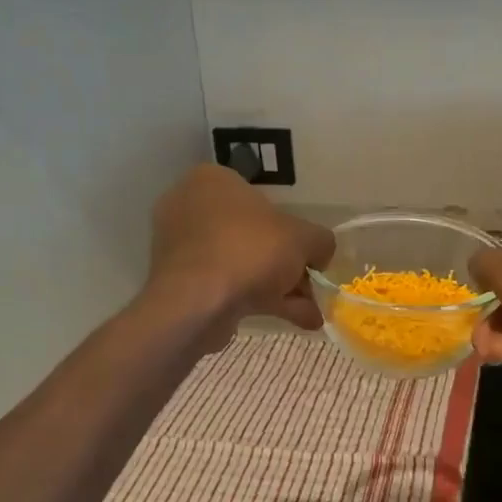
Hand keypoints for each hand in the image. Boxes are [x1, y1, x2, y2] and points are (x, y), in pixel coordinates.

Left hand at [147, 165, 335, 338]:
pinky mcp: (181, 283)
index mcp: (213, 180)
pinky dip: (259, 300)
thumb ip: (320, 241)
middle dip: (286, 264)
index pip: (261, 197)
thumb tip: (321, 254)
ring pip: (242, 263)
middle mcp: (191, 207)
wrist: (198, 302)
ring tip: (310, 313)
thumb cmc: (250, 250)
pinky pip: (228, 285)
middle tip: (310, 285)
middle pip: (253, 235)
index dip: (292, 226)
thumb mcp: (303, 238)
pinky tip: (295, 320)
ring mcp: (183, 248)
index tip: (308, 253)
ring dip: (279, 287)